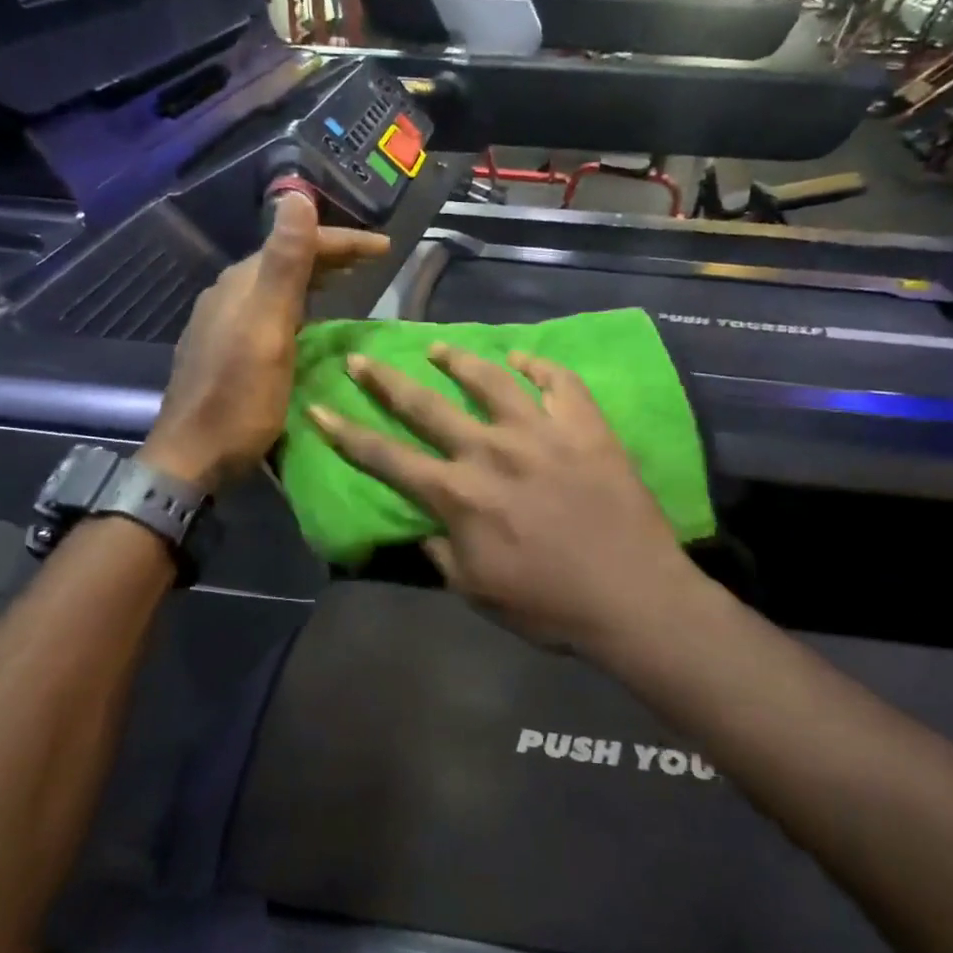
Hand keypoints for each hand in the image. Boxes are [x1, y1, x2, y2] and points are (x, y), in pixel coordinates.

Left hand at [144, 195, 388, 490]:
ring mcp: (222, 321)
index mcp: (242, 284)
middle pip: (286, 260)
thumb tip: (297, 195)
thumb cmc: (238, 398)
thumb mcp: (268, 330)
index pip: (298, 243)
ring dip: (314, 278)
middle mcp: (229, 294)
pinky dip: (298, 304)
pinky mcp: (223, 348)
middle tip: (373, 262)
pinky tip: (309, 320)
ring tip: (349, 282)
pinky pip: (268, 309)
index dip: (344, 241)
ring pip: (276, 285)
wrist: (192, 456)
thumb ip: (284, 265)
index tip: (387, 249)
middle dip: (330, 254)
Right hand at [308, 346, 700, 654]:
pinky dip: (538, 364)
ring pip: (490, 379)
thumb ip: (441, 552)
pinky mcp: (585, 426)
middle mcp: (490, 450)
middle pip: (426, 405)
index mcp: (458, 495)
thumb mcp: (475, 591)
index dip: (346, 433)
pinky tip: (523, 357)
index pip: (386, 458)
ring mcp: (541, 432)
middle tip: (362, 358)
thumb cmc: (548, 604)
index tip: (319, 407)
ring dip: (458, 359)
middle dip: (386, 380)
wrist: (632, 596)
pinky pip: (558, 381)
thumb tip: (426, 526)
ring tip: (437, 347)